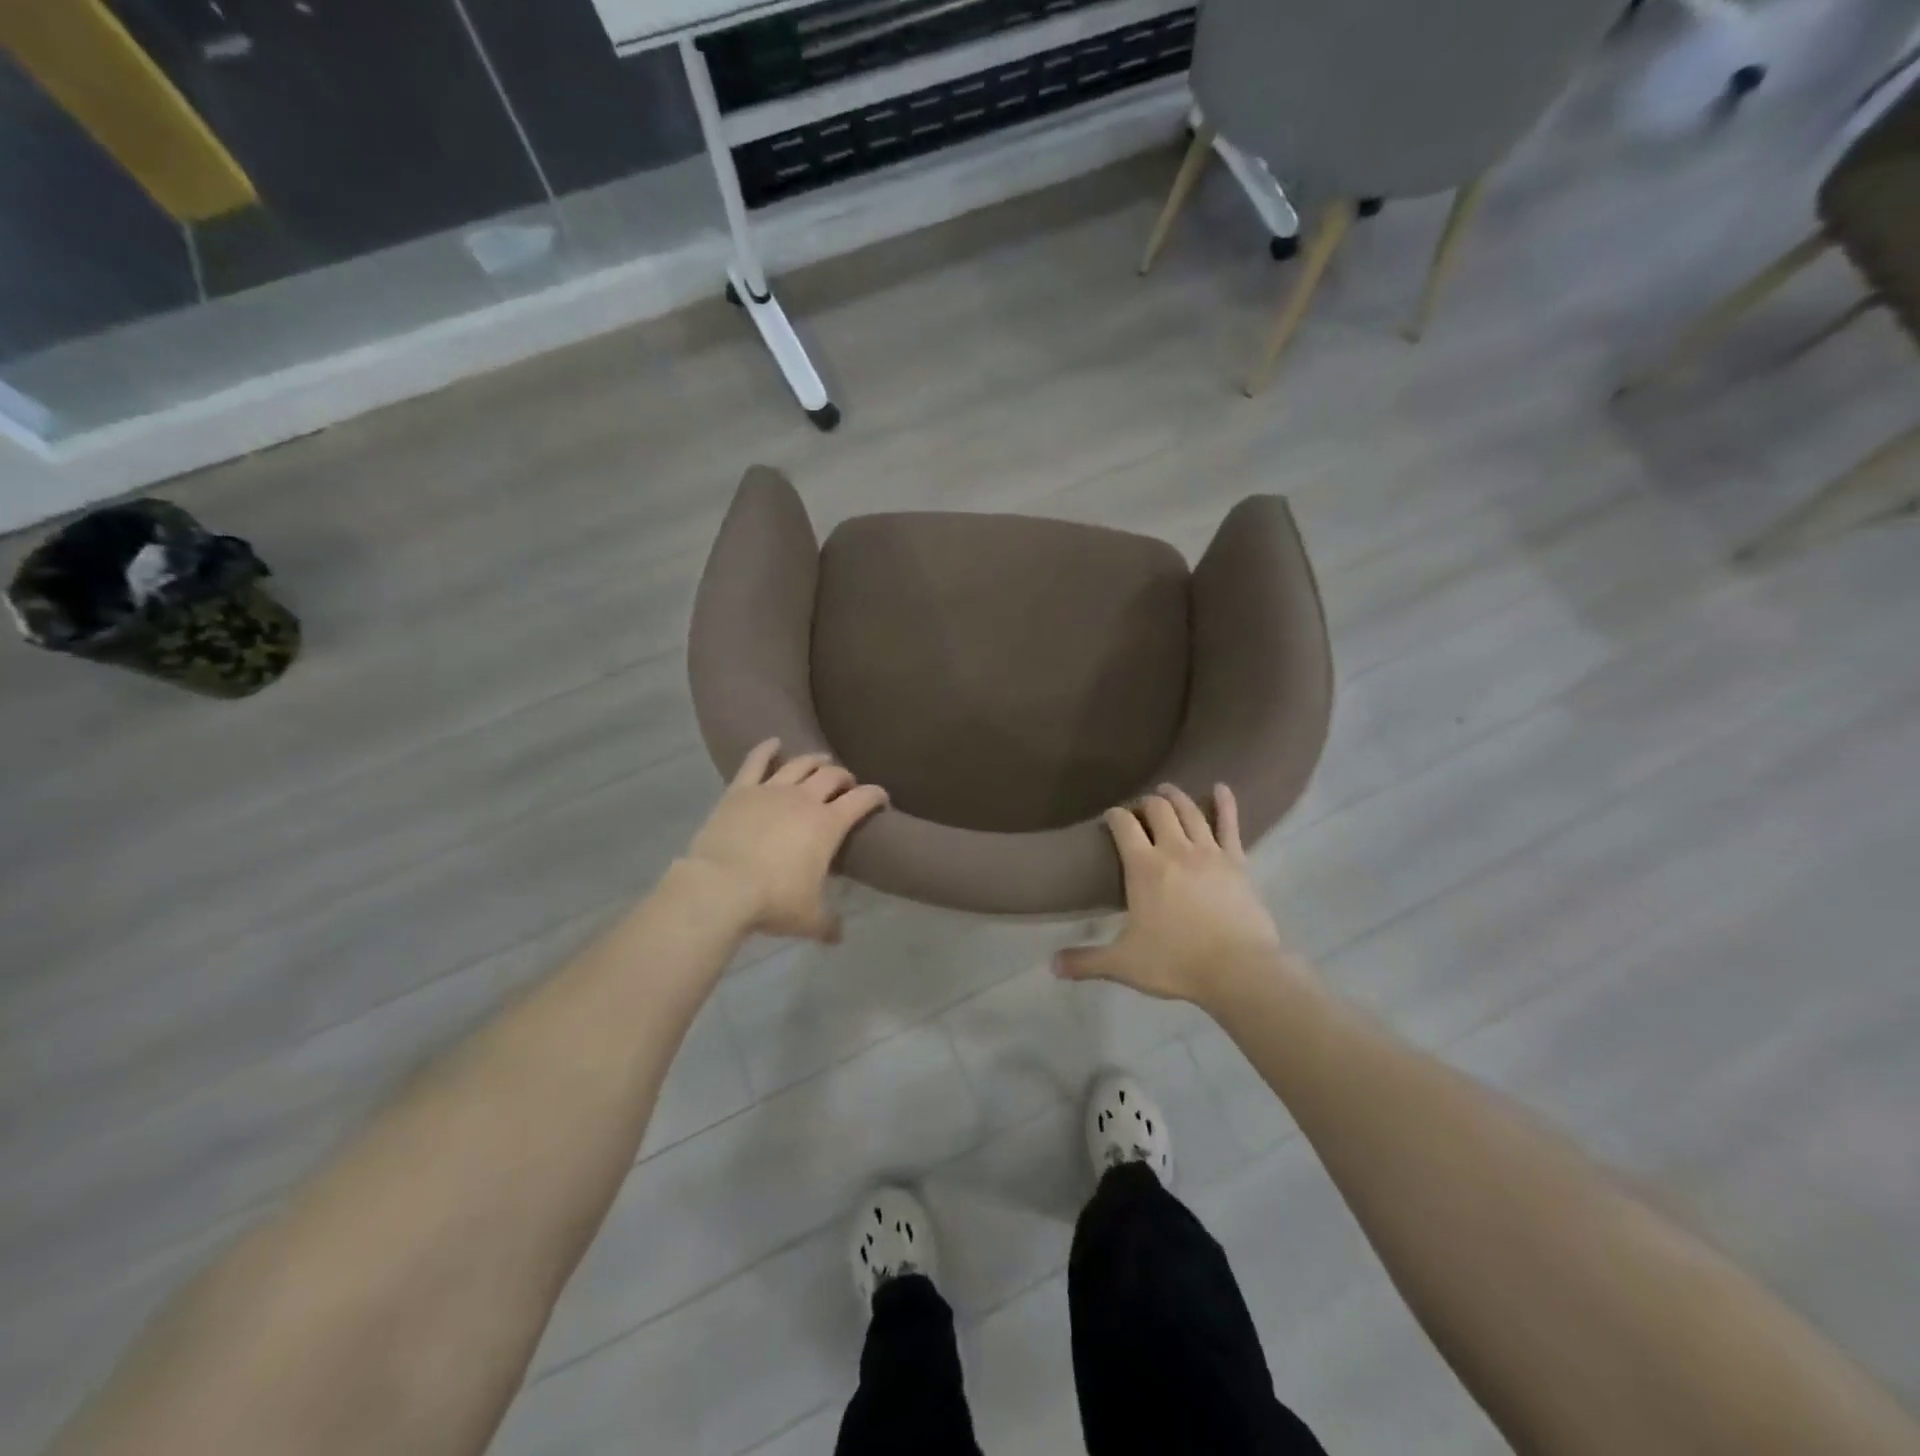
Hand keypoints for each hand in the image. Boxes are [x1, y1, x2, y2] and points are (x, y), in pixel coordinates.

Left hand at [684, 739, 887, 941]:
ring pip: (800, 764)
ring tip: (821, 761)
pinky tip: (774, 742)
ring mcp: (771, 790)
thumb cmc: (772, 901)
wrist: (720, 888)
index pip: (862, 800)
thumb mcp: (808, 919)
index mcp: (828, 824)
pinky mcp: (741, 790)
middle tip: (847, 785)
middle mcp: (804, 799)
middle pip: (832, 776)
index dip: (876, 795)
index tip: (881, 798)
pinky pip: (756, 762)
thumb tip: (839, 935)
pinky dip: (766, 749)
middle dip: (845, 778)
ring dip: (815, 761)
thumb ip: (828, 924)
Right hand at [1054, 783, 1284, 1005]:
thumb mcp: (1124, 964)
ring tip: (1167, 790)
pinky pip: (1230, 825)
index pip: (1124, 825)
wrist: (1238, 970)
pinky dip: (1225, 803)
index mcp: (1143, 867)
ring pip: (1189, 811)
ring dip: (1175, 797)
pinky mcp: (1237, 861)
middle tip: (1141, 809)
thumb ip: (1087, 961)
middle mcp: (1174, 849)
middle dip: (1146, 803)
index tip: (1111, 816)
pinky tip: (1220, 787)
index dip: (1115, 815)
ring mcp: (1208, 852)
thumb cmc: (1176, 963)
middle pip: (1158, 810)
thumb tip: (1052, 965)